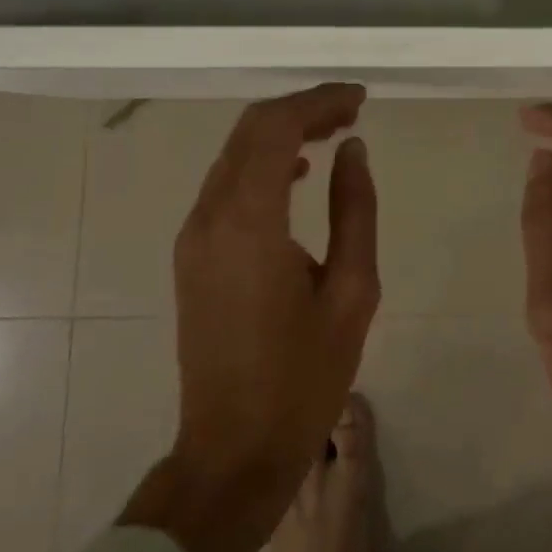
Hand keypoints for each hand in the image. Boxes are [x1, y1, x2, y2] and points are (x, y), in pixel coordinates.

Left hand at [120, 84, 380, 551]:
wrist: (233, 451)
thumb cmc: (304, 377)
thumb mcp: (352, 291)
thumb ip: (354, 209)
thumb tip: (352, 151)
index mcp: (249, 222)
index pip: (276, 128)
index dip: (319, 102)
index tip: (360, 101)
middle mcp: (210, 216)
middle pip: (250, 130)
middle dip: (301, 109)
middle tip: (351, 112)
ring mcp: (193, 235)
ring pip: (235, 154)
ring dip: (281, 133)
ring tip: (334, 134)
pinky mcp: (192, 254)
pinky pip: (226, 184)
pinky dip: (263, 163)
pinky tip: (298, 173)